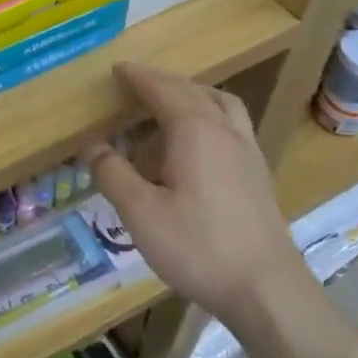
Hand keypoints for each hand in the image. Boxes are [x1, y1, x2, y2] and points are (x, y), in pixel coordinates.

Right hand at [88, 63, 302, 327]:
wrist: (267, 289)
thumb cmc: (198, 247)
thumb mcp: (141, 214)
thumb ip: (113, 174)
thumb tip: (91, 147)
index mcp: (195, 131)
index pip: (163, 89)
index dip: (139, 77)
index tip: (118, 69)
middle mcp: (225, 131)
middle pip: (193, 91)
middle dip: (163, 83)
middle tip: (136, 86)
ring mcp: (247, 151)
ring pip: (220, 104)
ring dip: (192, 96)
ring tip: (169, 108)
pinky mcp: (258, 174)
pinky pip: (232, 125)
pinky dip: (210, 117)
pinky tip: (197, 145)